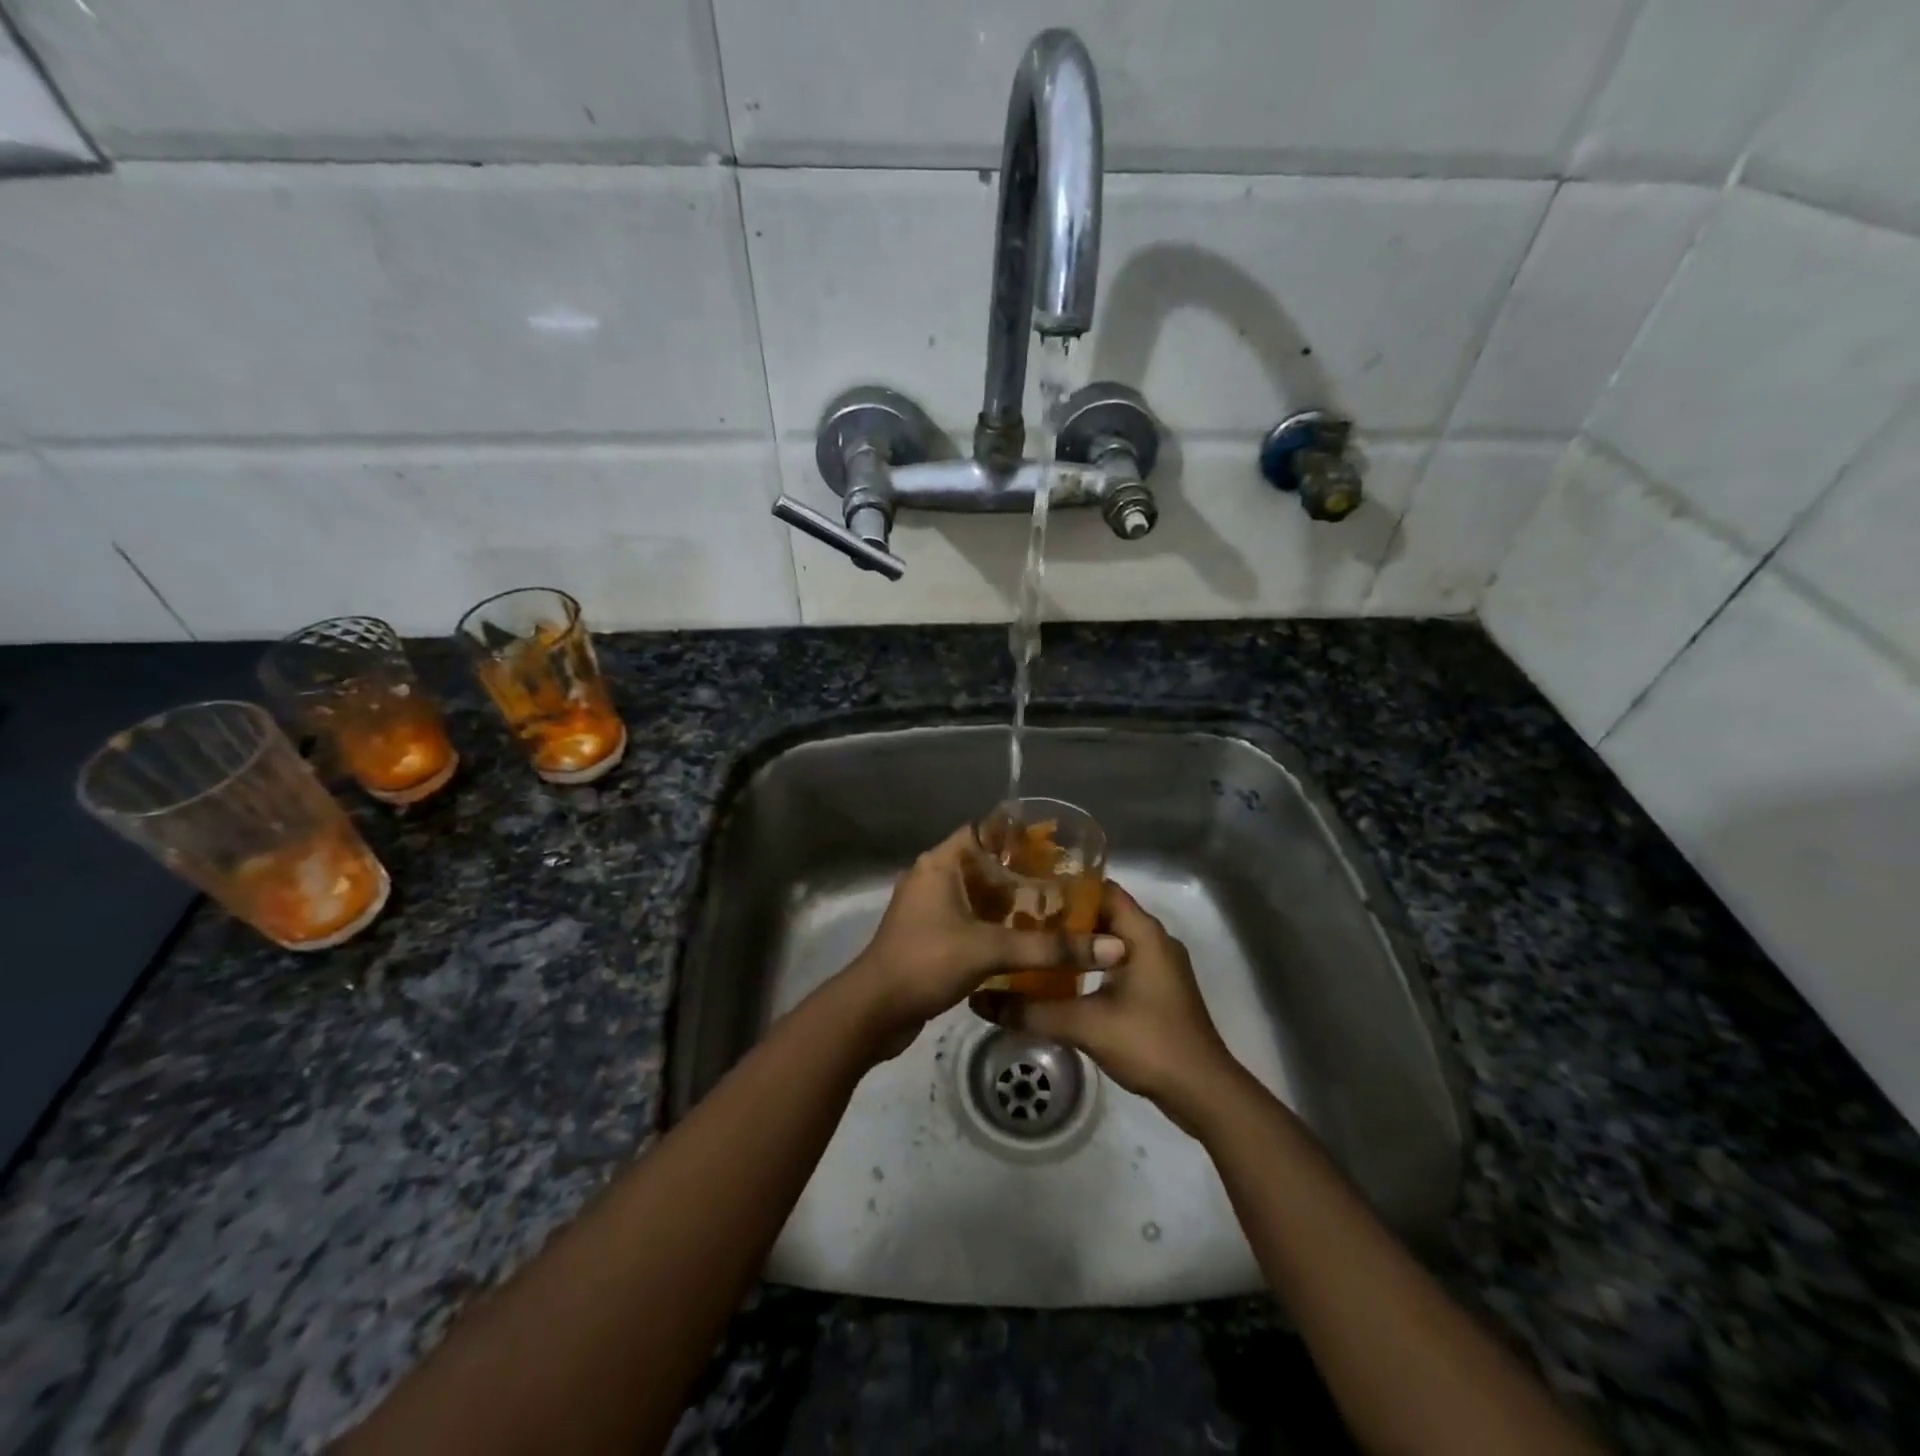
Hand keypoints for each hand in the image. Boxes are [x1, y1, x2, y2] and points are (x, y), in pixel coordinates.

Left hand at [841, 825, 1126, 1059]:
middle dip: (1020, 872)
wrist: (873, 1011)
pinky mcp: (928, 936)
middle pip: (982, 863)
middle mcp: (931, 878)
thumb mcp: (990, 950)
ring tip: (1052, 908)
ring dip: (1007, 901)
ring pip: (975, 894)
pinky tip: (1023, 939)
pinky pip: (967, 919)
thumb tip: (1111, 949)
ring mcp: (927, 909)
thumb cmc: (926, 962)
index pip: (983, 832)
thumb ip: (1049, 949)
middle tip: (1063, 881)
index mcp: (940, 864)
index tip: (1055, 845)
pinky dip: (993, 923)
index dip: (1017, 835)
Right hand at [972, 880, 1237, 1122]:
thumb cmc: (1149, 1042)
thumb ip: (1031, 1011)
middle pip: (1103, 913)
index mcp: (1142, 932)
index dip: (1064, 886)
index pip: (1100, 888)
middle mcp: (1153, 939)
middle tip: (1019, 918)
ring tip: (1033, 945)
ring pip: (1110, 940)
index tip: (1026, 890)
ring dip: (1076, 943)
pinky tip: (1060, 978)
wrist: (1203, 1092)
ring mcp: (1158, 965)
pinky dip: (1091, 964)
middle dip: (1063, 916)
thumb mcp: (1084, 1025)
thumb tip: (979, 1000)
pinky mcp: (1157, 988)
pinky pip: (1118, 961)